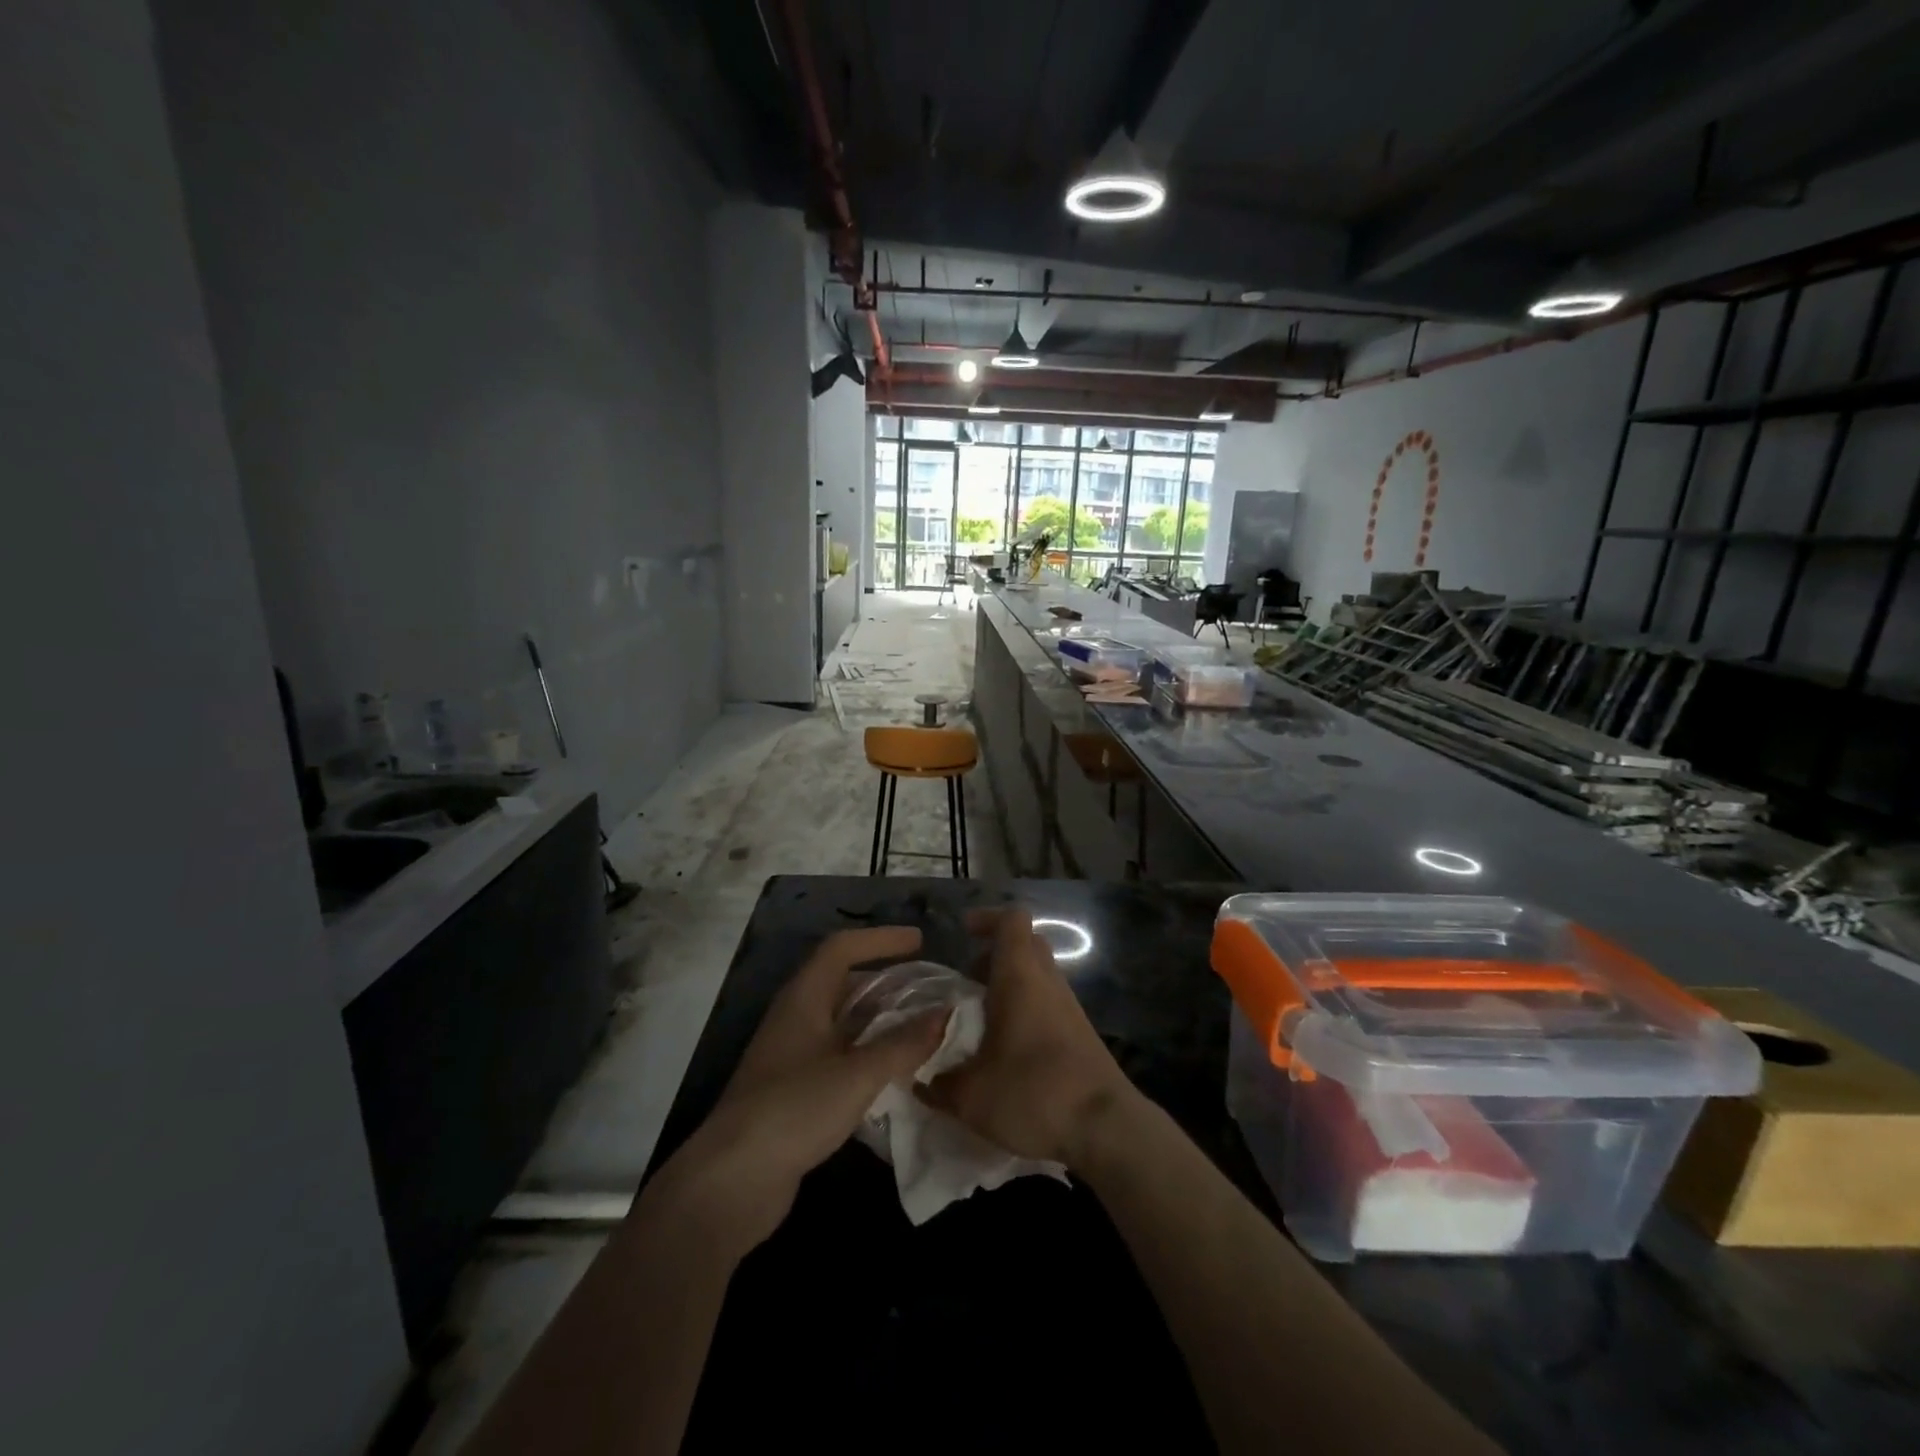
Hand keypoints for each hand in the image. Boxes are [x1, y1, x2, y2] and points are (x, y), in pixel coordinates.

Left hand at [650, 926, 946, 1255]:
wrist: (732, 1181)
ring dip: (880, 1020)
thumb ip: (903, 1044)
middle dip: (886, 981)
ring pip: (843, 1022)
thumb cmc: (794, 1109)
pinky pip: (839, 1055)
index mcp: (803, 998)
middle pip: (843, 983)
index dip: (881, 939)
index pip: (842, 948)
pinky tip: (895, 1073)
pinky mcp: (794, 1090)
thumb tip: (945, 1013)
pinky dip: (868, 1054)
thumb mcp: (857, 1074)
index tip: (919, 942)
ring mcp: (792, 1055)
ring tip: (920, 1029)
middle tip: (927, 991)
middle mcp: (795, 1018)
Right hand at [920, 906, 1137, 1167]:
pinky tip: (1006, 1046)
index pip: (1011, 920)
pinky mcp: (1080, 1033)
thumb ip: (940, 1085)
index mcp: (1020, 976)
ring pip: (1038, 974)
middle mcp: (1047, 981)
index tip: (963, 933)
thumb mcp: (972, 1096)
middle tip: (967, 978)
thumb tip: (920, 1081)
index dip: (987, 918)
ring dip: (1011, 983)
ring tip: (981, 1017)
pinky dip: (1026, 1009)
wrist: (1106, 1127)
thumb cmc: (1034, 1092)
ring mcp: (1069, 1006)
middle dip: (995, 953)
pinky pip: (1048, 1002)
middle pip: (1026, 944)